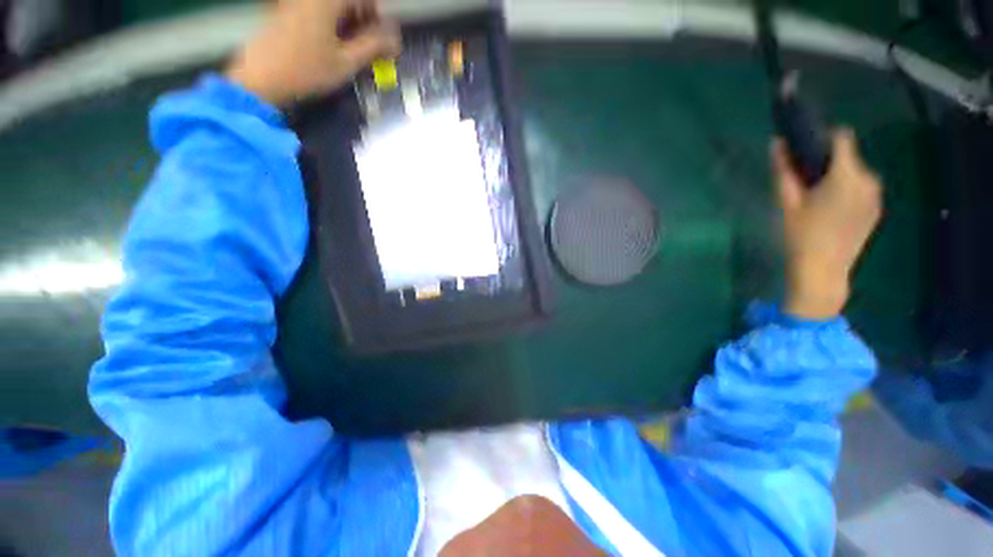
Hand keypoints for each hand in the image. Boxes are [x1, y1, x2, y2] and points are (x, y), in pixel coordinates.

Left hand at [226, 0, 400, 106]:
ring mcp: (296, 2)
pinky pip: (317, 11)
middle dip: (364, 21)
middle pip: (348, 1)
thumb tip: (395, 40)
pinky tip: (332, 46)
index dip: (379, 16)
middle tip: (370, 49)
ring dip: (349, 24)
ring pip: (333, 7)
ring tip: (352, 51)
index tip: (384, 39)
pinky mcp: (286, 11)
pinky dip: (332, 25)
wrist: (260, 78)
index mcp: (327, 0)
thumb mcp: (346, 62)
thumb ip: (373, 47)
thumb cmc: (307, 70)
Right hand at [774, 129, 881, 319]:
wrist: (823, 271)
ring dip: (837, 179)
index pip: (842, 137)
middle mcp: (869, 179)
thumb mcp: (787, 202)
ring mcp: (876, 196)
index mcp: (848, 174)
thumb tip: (777, 142)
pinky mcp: (876, 209)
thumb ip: (784, 170)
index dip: (823, 138)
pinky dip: (846, 192)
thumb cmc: (801, 235)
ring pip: (854, 174)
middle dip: (827, 164)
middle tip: (804, 186)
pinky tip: (830, 213)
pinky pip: (860, 189)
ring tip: (816, 202)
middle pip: (847, 157)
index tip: (804, 152)